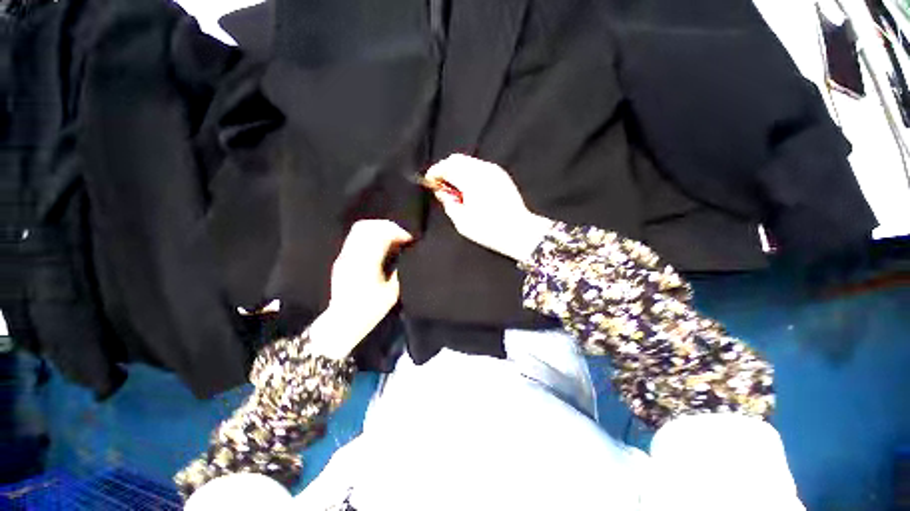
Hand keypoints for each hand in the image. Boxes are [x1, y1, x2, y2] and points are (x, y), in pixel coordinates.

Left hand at [308, 220, 412, 358]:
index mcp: (366, 263)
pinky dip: (369, 235)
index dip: (397, 232)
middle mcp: (352, 255)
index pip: (380, 235)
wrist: (343, 321)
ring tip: (391, 237)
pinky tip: (379, 245)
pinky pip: (355, 238)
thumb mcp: (391, 292)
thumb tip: (403, 255)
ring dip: (377, 228)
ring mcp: (344, 256)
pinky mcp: (341, 259)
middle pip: (367, 227)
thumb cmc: (370, 310)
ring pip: (359, 229)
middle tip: (400, 234)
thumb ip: (398, 270)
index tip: (408, 239)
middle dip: (387, 226)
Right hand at [426, 154, 553, 260]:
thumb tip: (443, 193)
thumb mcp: (462, 222)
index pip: (447, 167)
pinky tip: (469, 188)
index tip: (429, 181)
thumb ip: (449, 204)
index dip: (435, 172)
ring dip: (458, 170)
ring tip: (455, 188)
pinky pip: (480, 167)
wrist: (519, 231)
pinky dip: (469, 172)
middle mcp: (483, 170)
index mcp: (471, 180)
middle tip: (441, 185)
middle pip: (457, 159)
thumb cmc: (489, 229)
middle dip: (445, 169)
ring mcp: (494, 171)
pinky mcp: (501, 175)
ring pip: (469, 161)